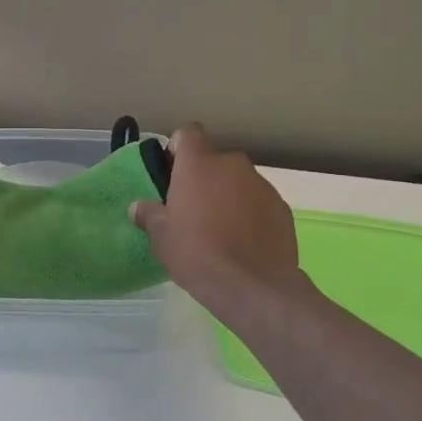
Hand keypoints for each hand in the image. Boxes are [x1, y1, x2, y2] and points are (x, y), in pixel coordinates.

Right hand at [129, 125, 301, 316]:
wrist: (254, 286)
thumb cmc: (197, 253)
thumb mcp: (161, 237)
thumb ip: (149, 214)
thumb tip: (139, 206)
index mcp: (199, 164)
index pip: (188, 134)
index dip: (178, 149)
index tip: (172, 174)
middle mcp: (233, 165)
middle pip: (214, 161)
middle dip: (204, 179)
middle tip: (192, 210)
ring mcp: (262, 185)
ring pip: (238, 182)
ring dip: (228, 197)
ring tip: (220, 231)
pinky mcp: (282, 208)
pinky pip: (258, 202)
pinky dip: (250, 214)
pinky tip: (243, 243)